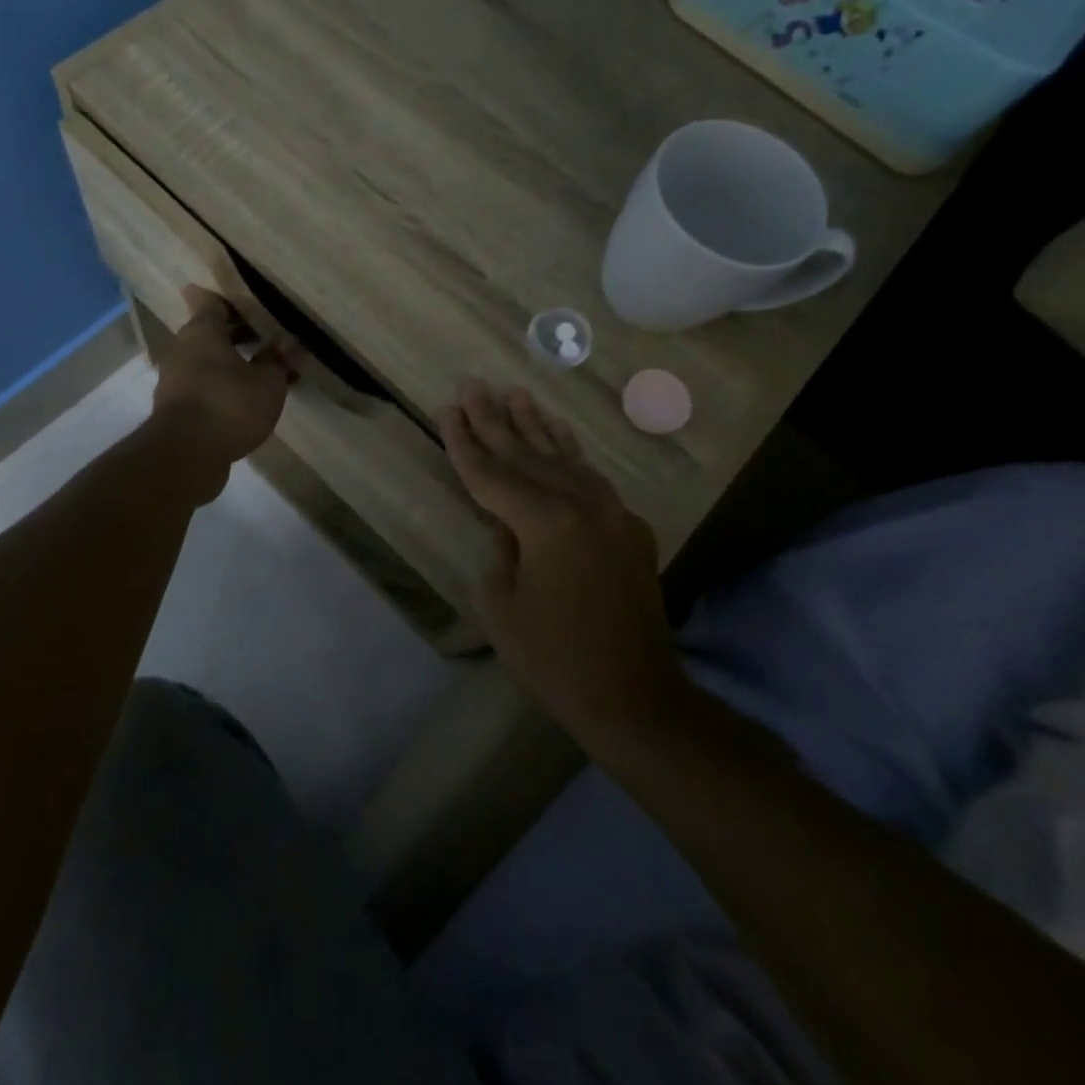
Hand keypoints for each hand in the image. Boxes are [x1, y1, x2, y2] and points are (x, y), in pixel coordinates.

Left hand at [149, 287, 298, 498]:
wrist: (185, 455)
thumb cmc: (228, 405)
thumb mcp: (267, 383)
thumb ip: (277, 360)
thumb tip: (286, 343)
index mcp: (201, 331)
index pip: (212, 303)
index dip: (232, 302)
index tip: (250, 304)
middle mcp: (182, 349)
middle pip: (208, 333)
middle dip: (235, 335)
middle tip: (264, 338)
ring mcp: (174, 380)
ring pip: (204, 362)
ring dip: (228, 364)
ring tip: (260, 373)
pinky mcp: (174, 409)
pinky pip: (202, 387)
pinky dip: (220, 388)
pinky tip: (243, 401)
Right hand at [440, 380, 682, 738]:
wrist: (636, 699)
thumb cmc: (555, 660)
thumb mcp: (502, 607)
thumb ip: (500, 549)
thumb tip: (507, 524)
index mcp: (544, 521)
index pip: (492, 473)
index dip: (464, 442)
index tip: (448, 409)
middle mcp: (581, 504)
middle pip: (526, 454)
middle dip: (494, 420)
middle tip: (473, 385)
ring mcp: (612, 513)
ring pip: (564, 457)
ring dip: (536, 426)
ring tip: (516, 394)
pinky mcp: (629, 529)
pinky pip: (591, 479)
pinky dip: (571, 454)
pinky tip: (560, 436)